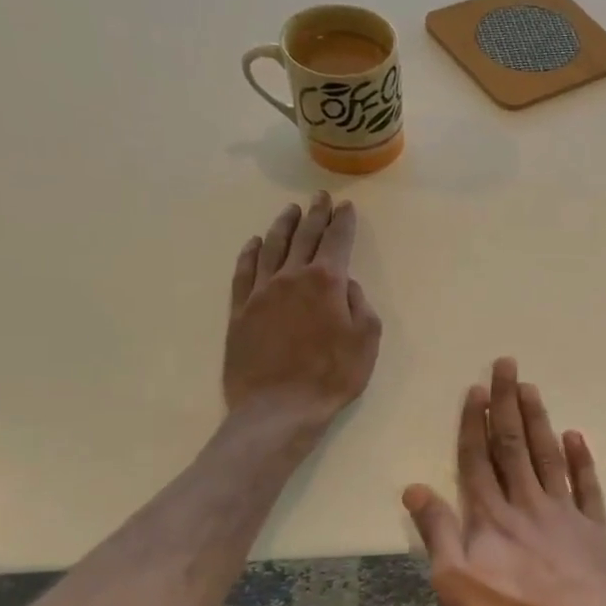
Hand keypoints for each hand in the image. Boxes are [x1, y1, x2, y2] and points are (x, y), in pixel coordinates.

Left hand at [223, 192, 381, 428]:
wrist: (278, 408)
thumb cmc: (331, 376)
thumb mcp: (366, 341)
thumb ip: (360, 306)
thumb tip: (347, 285)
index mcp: (326, 282)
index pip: (337, 241)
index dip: (343, 222)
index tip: (346, 206)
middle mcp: (291, 277)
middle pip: (305, 237)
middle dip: (316, 215)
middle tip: (320, 197)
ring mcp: (261, 292)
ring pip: (272, 247)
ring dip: (283, 225)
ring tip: (291, 211)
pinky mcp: (239, 310)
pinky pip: (244, 271)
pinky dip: (250, 253)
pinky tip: (254, 243)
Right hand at [403, 358, 605, 605]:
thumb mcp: (455, 583)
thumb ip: (437, 532)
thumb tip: (414, 488)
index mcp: (490, 516)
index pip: (478, 459)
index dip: (475, 423)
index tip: (477, 389)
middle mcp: (527, 503)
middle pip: (514, 445)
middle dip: (508, 404)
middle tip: (507, 365)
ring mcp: (565, 512)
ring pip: (548, 456)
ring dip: (539, 420)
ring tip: (532, 388)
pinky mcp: (595, 529)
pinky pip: (587, 486)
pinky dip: (581, 460)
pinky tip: (575, 437)